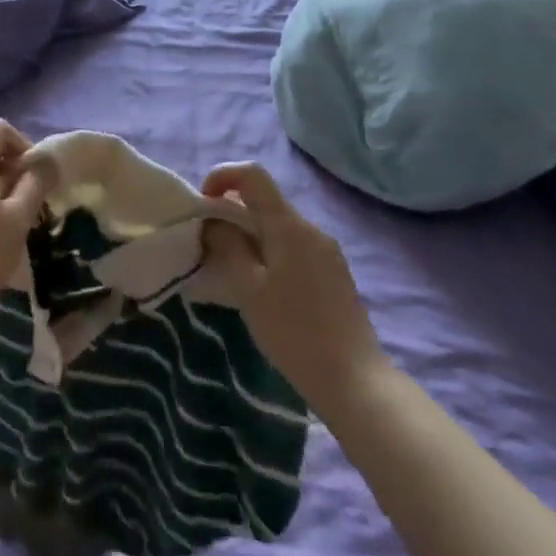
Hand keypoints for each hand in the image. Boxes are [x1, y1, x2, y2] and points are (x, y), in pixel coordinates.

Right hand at [200, 163, 385, 414]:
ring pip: (278, 227)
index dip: (222, 176)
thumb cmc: (293, 332)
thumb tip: (214, 221)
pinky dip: (269, 252)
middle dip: (232, 213)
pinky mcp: (334, 273)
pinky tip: (262, 288)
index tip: (202, 203)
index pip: (253, 175)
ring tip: (231, 270)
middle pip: (265, 202)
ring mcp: (327, 251)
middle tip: (209, 244)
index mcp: (289, 226)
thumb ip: (227, 246)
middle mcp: (311, 229)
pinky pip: (293, 247)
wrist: (354, 379)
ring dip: (250, 235)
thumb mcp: (247, 289)